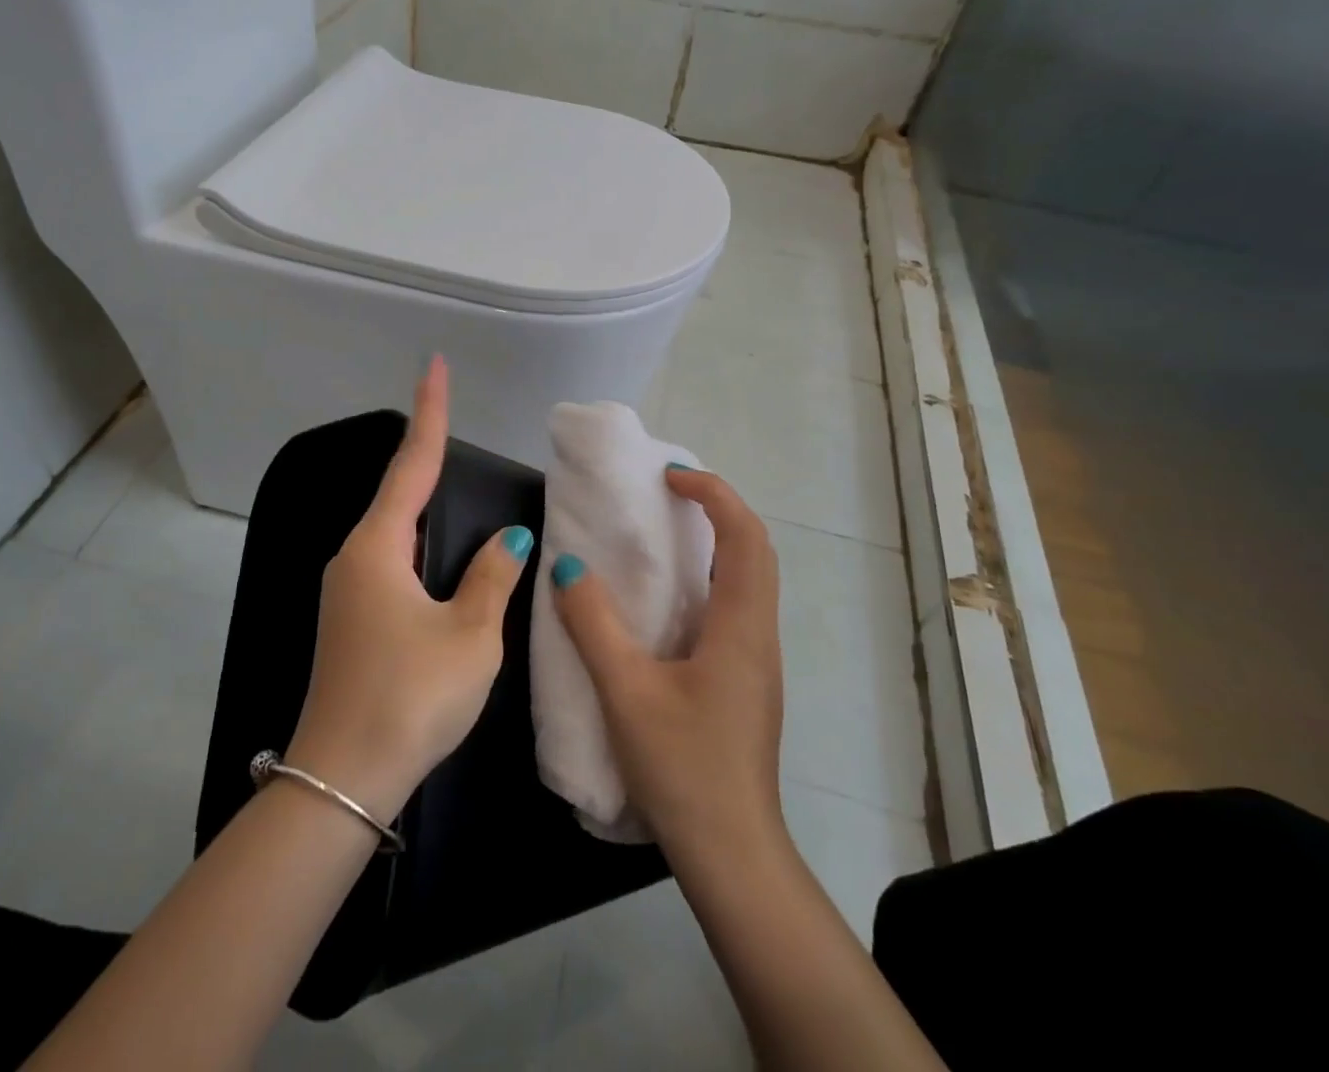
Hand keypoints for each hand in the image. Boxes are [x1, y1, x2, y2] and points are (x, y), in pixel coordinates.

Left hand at [286, 356, 532, 822]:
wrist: (343, 780)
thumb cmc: (411, 697)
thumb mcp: (469, 636)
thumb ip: (491, 578)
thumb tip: (508, 541)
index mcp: (378, 548)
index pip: (413, 464)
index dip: (429, 413)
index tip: (433, 366)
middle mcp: (355, 557)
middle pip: (398, 492)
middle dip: (426, 455)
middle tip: (451, 419)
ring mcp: (347, 589)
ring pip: (393, 530)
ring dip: (423, 503)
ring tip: (452, 479)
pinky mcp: (351, 618)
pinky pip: (390, 560)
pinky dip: (418, 543)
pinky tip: (438, 554)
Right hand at [551, 467, 785, 860]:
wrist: (731, 852)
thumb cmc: (683, 767)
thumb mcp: (625, 691)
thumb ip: (593, 624)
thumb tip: (568, 566)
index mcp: (741, 626)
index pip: (745, 536)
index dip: (714, 493)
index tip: (671, 477)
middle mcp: (760, 634)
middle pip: (756, 550)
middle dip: (719, 509)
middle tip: (669, 494)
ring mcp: (758, 660)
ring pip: (750, 579)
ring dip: (718, 542)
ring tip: (666, 533)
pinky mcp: (746, 681)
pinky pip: (736, 606)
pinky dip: (711, 577)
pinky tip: (669, 599)